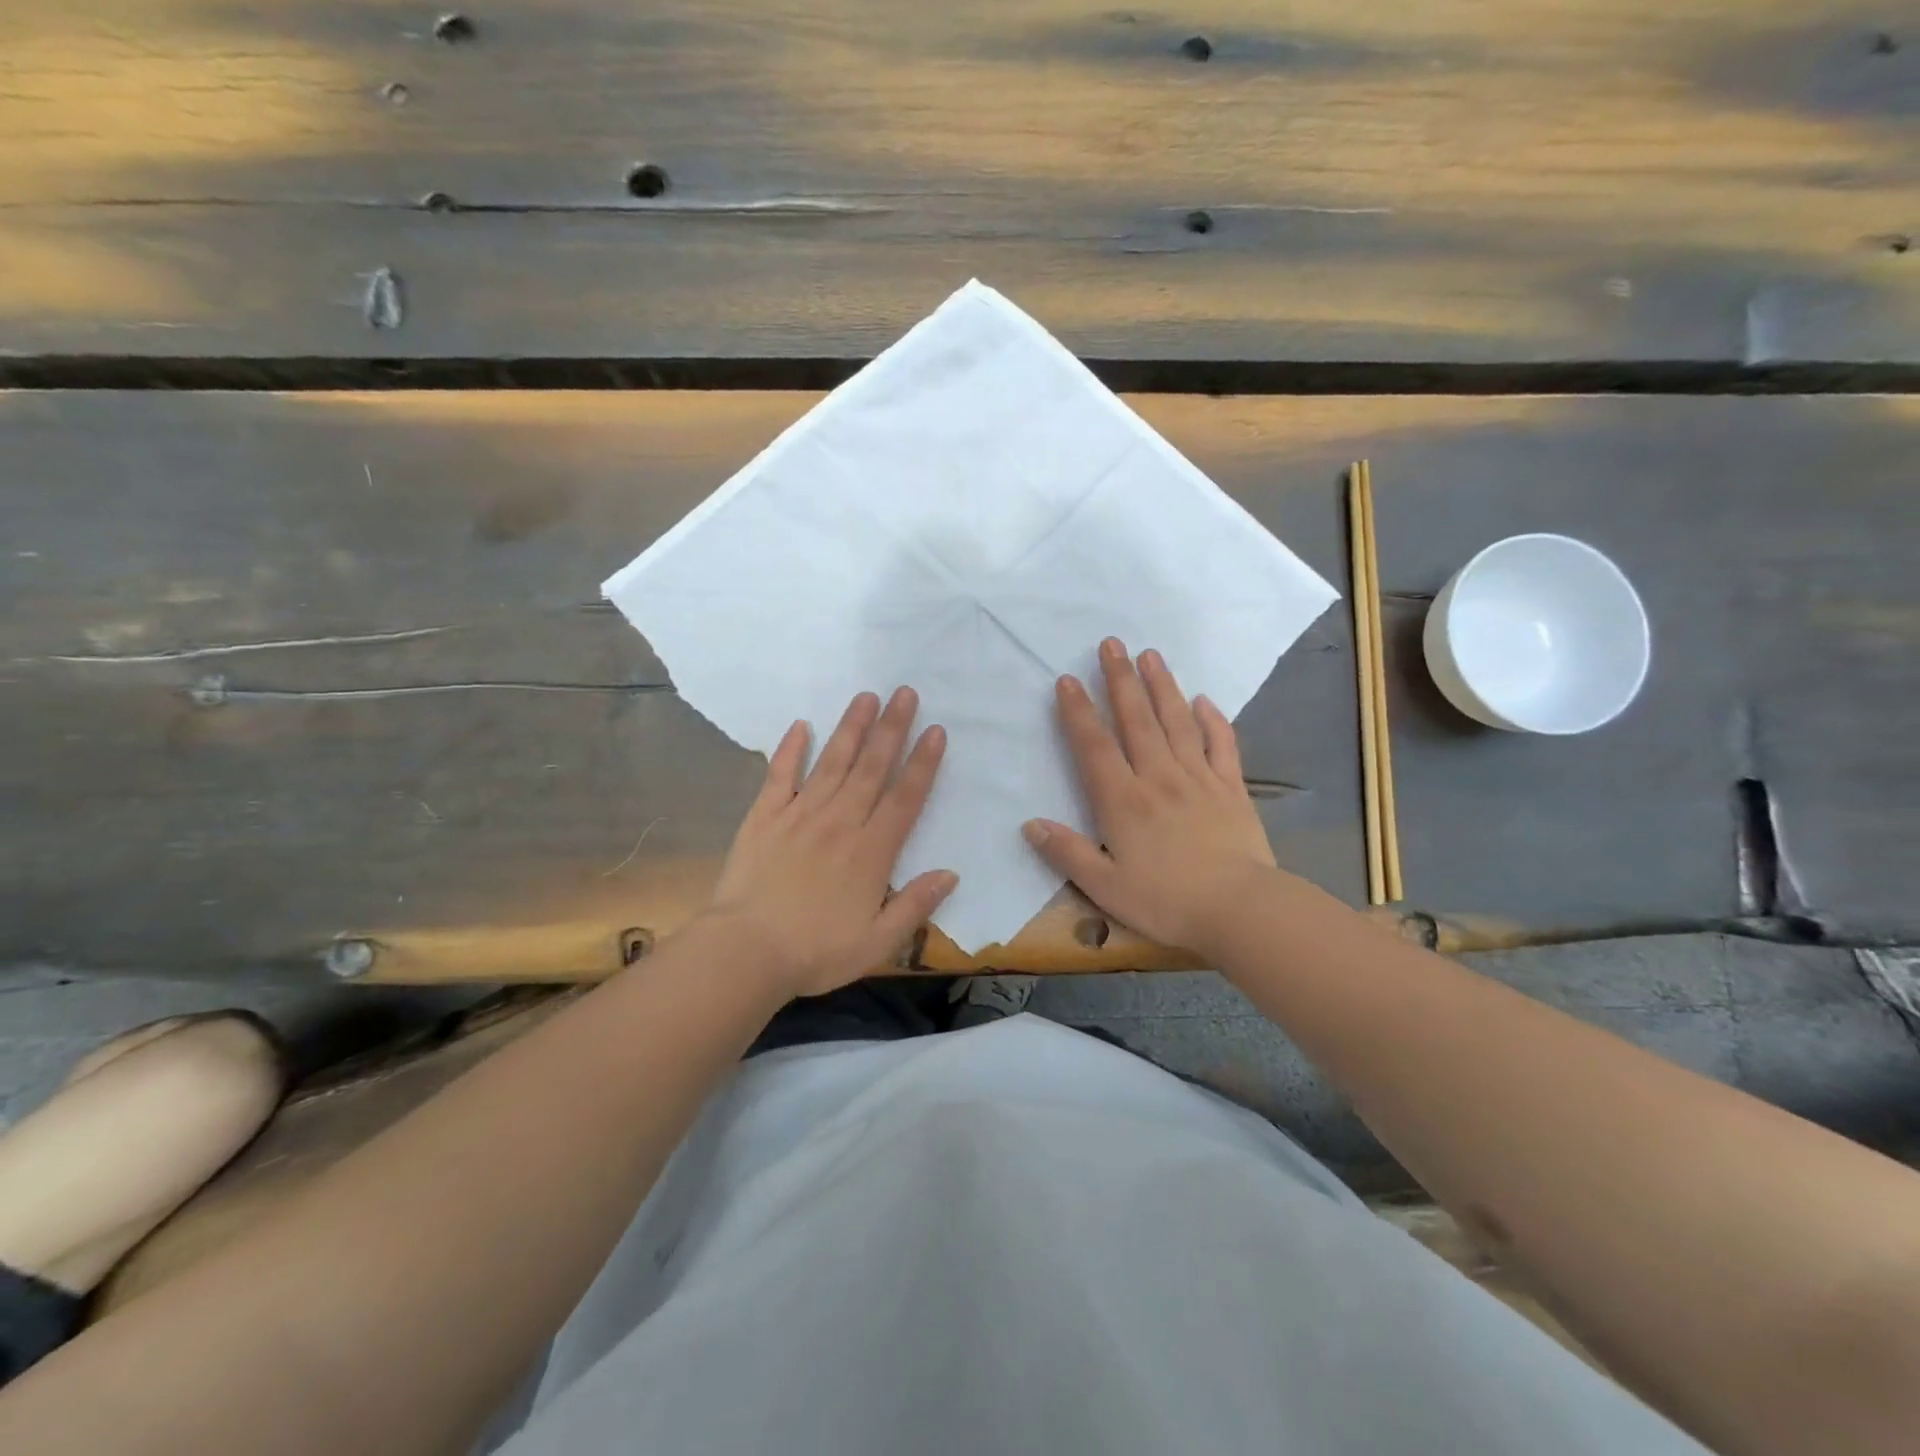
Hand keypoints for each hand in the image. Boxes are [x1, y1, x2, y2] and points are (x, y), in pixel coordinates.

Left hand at [705, 687, 956, 997]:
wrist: (746, 953)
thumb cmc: (815, 952)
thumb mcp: (877, 943)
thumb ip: (915, 906)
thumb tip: (951, 874)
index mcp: (871, 851)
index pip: (905, 798)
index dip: (923, 763)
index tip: (935, 731)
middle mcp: (840, 822)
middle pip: (871, 768)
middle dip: (892, 728)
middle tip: (905, 693)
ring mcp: (800, 814)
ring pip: (832, 762)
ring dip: (851, 728)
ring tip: (866, 696)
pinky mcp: (764, 817)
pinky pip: (780, 775)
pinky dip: (790, 749)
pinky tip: (800, 725)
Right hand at [1024, 638, 1275, 955]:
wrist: (1241, 910)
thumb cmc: (1167, 902)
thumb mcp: (1105, 887)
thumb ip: (1067, 853)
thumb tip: (1030, 824)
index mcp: (1123, 801)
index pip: (1094, 746)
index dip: (1079, 711)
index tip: (1069, 679)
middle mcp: (1159, 778)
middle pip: (1136, 720)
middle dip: (1120, 679)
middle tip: (1111, 643)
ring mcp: (1199, 779)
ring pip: (1176, 722)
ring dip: (1161, 686)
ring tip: (1150, 654)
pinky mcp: (1231, 788)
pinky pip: (1221, 745)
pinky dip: (1212, 720)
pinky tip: (1203, 700)